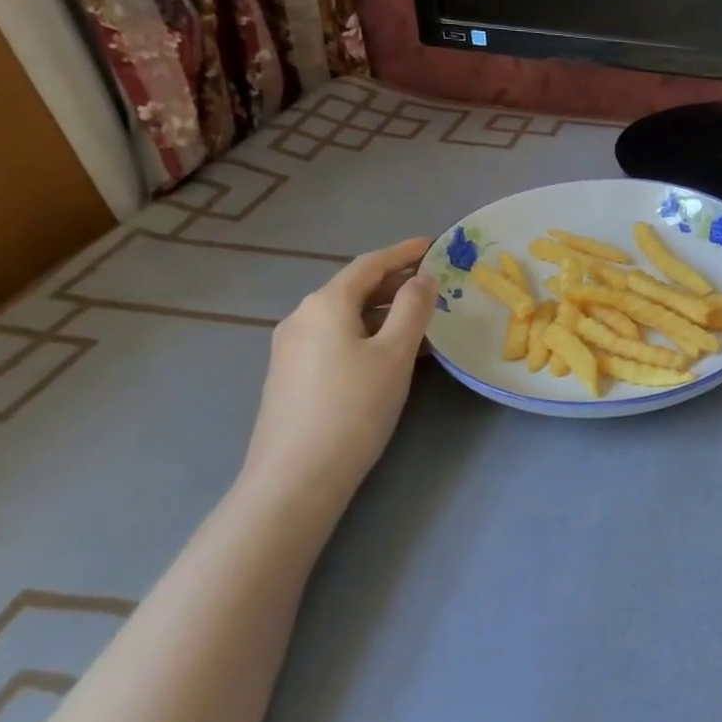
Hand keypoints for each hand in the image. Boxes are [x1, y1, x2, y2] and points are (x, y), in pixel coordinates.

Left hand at [239, 237, 437, 515]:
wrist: (296, 477)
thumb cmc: (354, 407)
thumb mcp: (395, 354)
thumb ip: (412, 309)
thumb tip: (422, 279)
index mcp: (325, 304)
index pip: (369, 265)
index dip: (403, 253)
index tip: (432, 245)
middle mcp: (301, 318)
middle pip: (353, 289)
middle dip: (393, 283)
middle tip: (432, 284)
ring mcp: (290, 349)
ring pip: (344, 317)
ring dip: (382, 312)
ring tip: (418, 321)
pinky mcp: (290, 376)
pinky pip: (334, 339)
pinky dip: (365, 334)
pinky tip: (387, 354)